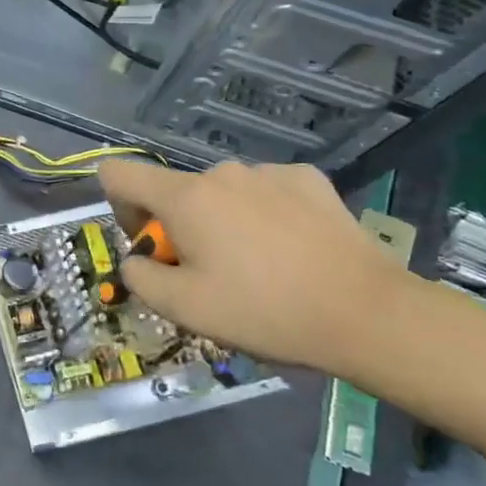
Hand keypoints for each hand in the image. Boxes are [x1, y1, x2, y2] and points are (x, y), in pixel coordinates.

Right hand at [97, 157, 410, 371]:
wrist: (368, 313)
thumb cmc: (265, 311)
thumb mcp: (185, 308)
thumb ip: (140, 278)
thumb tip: (136, 261)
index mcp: (185, 198)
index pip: (119, 174)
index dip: (117, 206)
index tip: (147, 243)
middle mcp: (222, 172)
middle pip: (175, 191)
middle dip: (178, 227)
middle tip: (208, 274)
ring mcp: (269, 172)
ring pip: (221, 193)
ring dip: (220, 221)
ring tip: (256, 266)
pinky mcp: (309, 180)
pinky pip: (263, 191)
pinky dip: (262, 214)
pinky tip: (289, 248)